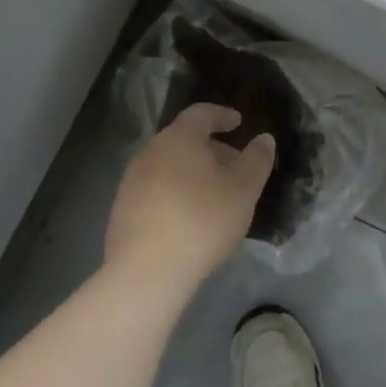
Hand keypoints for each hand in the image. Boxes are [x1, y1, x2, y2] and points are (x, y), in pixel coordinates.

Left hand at [104, 104, 275, 294]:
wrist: (146, 273)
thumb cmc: (202, 222)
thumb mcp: (243, 191)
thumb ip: (256, 160)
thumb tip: (263, 139)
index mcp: (179, 139)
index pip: (201, 113)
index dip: (222, 115)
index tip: (238, 123)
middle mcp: (150, 152)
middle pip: (183, 139)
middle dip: (210, 147)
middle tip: (233, 165)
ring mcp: (131, 181)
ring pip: (168, 164)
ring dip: (191, 171)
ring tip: (213, 194)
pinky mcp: (122, 209)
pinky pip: (155, 188)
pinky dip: (175, 191)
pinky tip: (188, 216)